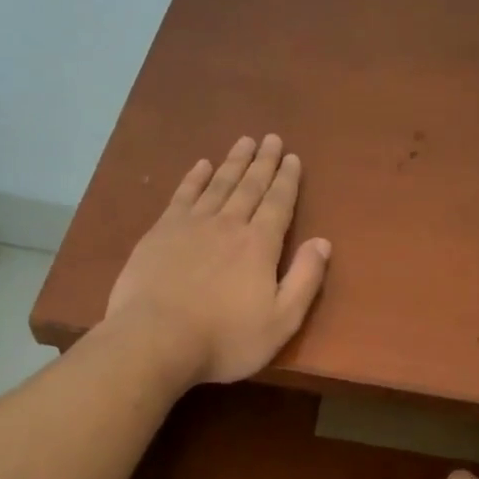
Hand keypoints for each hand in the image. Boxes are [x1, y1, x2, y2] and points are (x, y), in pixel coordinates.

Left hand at [104, 135, 331, 384]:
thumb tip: (323, 242)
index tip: (293, 158)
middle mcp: (228, 224)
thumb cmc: (225, 339)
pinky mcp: (160, 232)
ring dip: (233, 162)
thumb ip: (304, 280)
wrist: (156, 340)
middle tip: (272, 138)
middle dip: (263, 162)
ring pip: (218, 184)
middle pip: (250, 186)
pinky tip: (202, 165)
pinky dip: (195, 178)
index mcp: (259, 245)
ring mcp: (191, 225)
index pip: (278, 204)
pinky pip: (183, 195)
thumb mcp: (281, 321)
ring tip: (244, 141)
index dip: (287, 180)